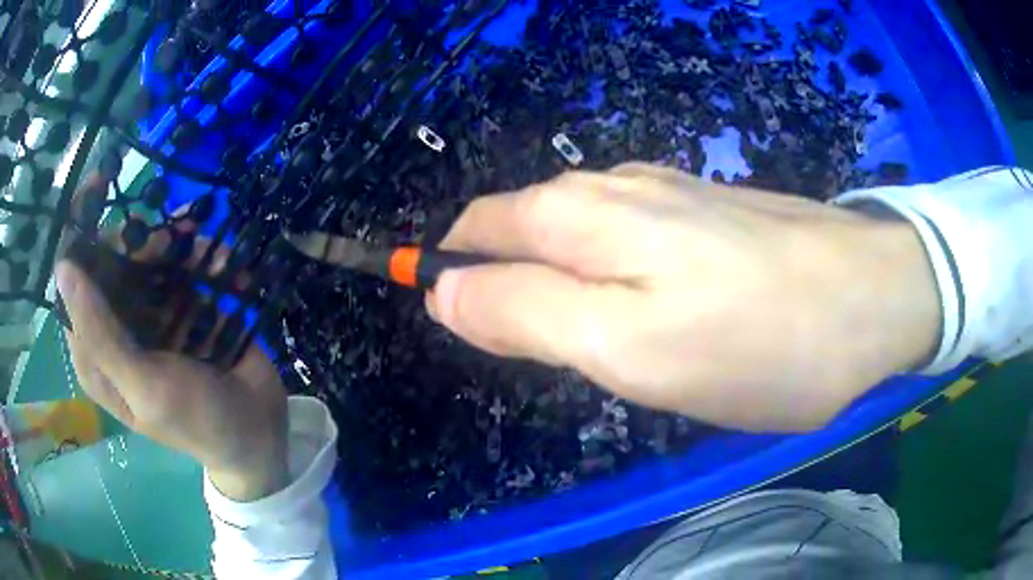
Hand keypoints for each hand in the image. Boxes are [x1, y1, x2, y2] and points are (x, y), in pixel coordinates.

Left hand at [57, 177, 287, 500]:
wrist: (256, 431)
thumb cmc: (195, 420)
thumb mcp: (144, 386)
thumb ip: (100, 334)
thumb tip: (62, 269)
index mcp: (96, 354)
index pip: (73, 283)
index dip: (81, 235)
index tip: (99, 189)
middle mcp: (115, 328)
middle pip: (110, 260)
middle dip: (137, 240)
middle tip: (167, 238)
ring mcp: (148, 314)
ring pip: (146, 255)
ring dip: (173, 243)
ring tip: (201, 247)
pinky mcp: (179, 307)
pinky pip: (181, 265)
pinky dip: (201, 256)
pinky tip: (224, 264)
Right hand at [429, 163, 941, 430]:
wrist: (872, 298)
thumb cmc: (756, 339)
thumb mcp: (626, 347)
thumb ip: (522, 312)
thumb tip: (443, 291)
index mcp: (578, 214)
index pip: (472, 232)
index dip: (448, 276)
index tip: (465, 334)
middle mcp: (612, 187)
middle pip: (520, 231)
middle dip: (506, 286)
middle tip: (541, 358)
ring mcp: (665, 195)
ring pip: (576, 238)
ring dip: (561, 285)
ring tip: (597, 346)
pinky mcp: (705, 213)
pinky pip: (628, 241)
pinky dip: (612, 278)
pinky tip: (650, 310)